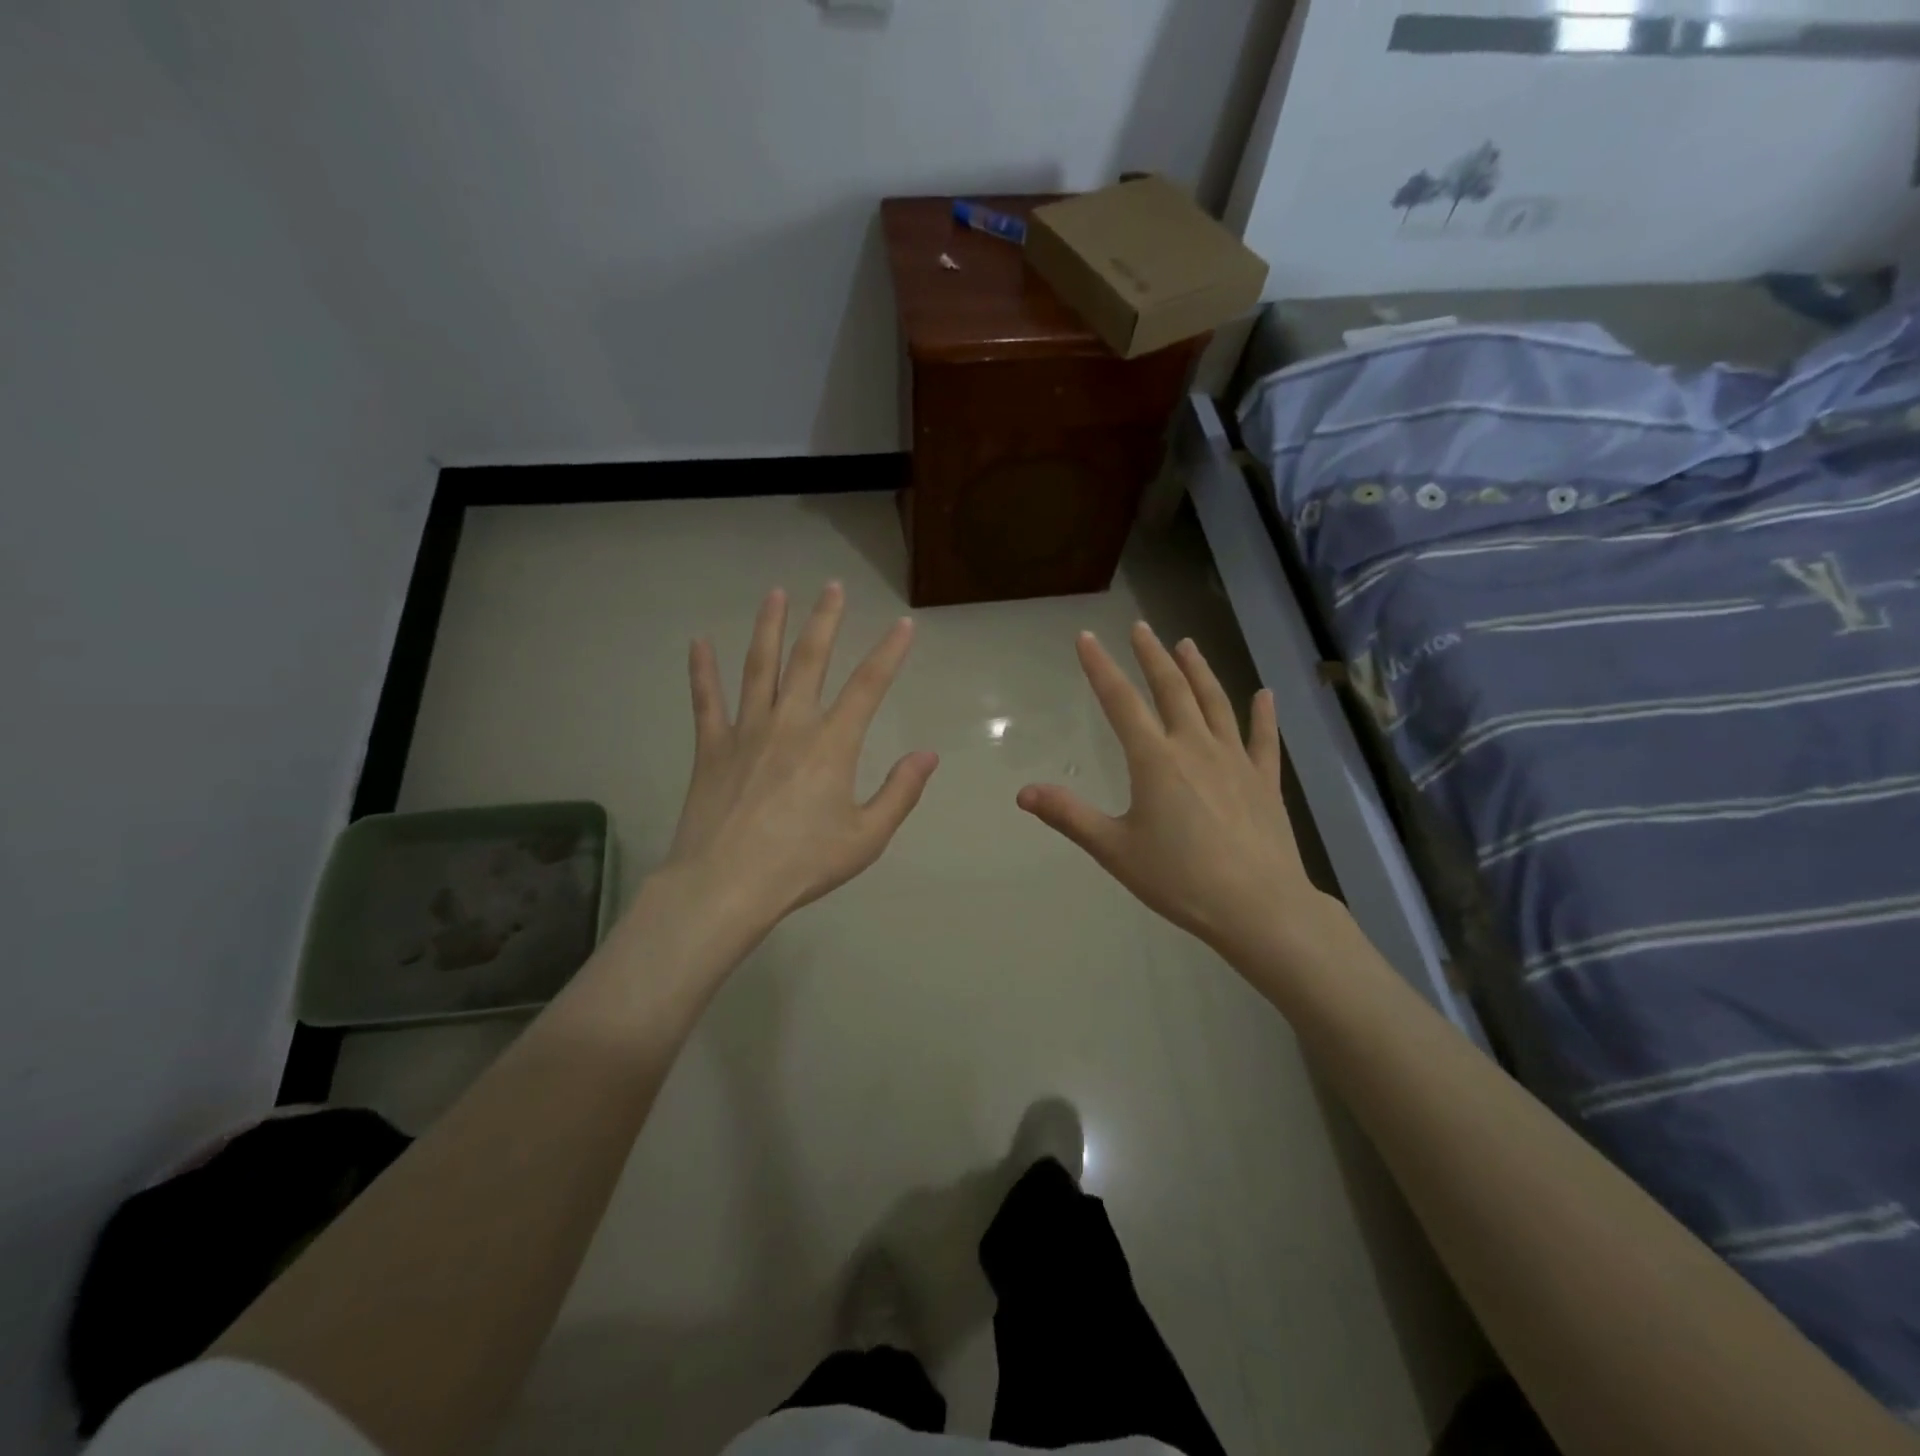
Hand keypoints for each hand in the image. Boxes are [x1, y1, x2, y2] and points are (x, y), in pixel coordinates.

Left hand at [657, 583, 938, 947]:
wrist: (726, 885)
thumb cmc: (803, 864)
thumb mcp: (867, 837)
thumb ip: (900, 792)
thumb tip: (928, 754)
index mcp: (832, 744)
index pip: (869, 686)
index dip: (889, 652)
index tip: (903, 625)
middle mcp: (790, 723)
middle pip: (810, 660)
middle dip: (825, 621)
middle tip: (832, 587)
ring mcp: (746, 731)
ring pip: (759, 667)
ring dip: (769, 627)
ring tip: (776, 594)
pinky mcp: (711, 747)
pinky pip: (706, 700)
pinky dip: (702, 670)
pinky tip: (698, 642)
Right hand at [1017, 623, 1332, 964]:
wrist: (1258, 906)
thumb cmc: (1180, 879)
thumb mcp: (1114, 850)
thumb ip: (1069, 816)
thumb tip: (1023, 792)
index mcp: (1155, 760)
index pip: (1121, 702)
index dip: (1101, 667)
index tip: (1087, 637)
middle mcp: (1195, 747)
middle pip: (1171, 690)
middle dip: (1152, 656)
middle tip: (1141, 628)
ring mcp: (1235, 760)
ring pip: (1215, 703)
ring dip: (1199, 670)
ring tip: (1187, 644)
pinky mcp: (1265, 781)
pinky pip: (1264, 739)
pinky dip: (1263, 715)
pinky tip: (1265, 694)